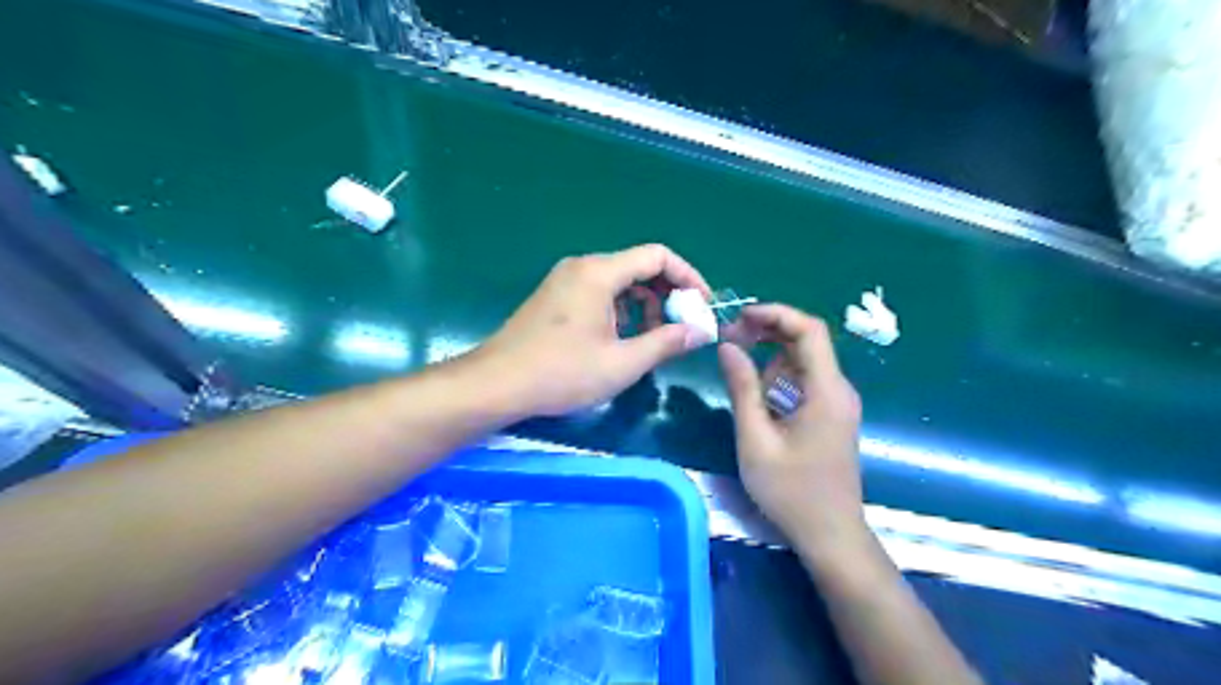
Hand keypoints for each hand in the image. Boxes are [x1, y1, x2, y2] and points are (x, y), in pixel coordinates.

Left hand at [473, 245, 710, 417]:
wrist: (497, 384)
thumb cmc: (561, 373)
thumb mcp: (622, 363)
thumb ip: (665, 343)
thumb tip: (699, 331)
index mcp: (599, 272)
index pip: (658, 255)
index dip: (688, 276)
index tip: (701, 305)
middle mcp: (582, 266)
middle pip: (638, 266)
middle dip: (667, 294)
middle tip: (681, 326)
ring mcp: (565, 280)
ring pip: (619, 281)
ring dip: (644, 304)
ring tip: (653, 338)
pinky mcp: (555, 297)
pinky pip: (600, 292)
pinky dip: (621, 309)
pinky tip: (622, 339)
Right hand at [717, 308, 867, 554]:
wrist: (830, 535)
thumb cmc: (790, 491)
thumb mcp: (755, 439)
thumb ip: (742, 388)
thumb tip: (728, 346)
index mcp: (826, 391)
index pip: (809, 330)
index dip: (775, 315)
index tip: (740, 317)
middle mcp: (839, 389)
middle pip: (806, 343)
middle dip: (767, 336)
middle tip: (730, 345)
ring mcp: (838, 403)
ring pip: (802, 364)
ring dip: (771, 364)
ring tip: (744, 391)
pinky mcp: (832, 415)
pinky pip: (805, 384)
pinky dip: (780, 383)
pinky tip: (763, 408)